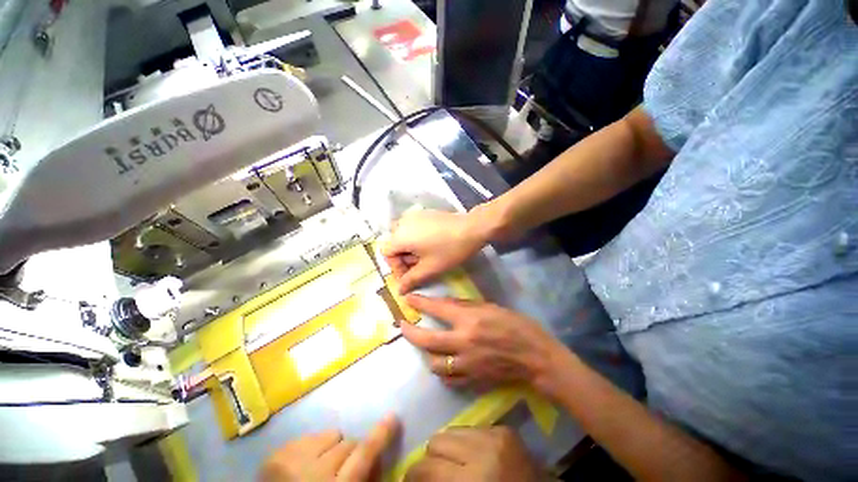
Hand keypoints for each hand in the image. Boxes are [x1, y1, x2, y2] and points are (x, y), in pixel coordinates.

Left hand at [259, 414, 398, 481]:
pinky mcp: (278, 454)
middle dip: (351, 454)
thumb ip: (362, 479)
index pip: (364, 454)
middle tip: (342, 471)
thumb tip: (376, 462)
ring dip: (330, 448)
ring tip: (319, 467)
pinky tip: (303, 465)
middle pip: (349, 444)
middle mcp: (314, 471)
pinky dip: (312, 447)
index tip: (393, 416)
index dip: (380, 435)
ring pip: (331, 435)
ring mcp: (293, 460)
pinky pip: (310, 436)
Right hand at [380, 209, 491, 293]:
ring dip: (409, 248)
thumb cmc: (449, 250)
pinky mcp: (424, 213)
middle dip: (403, 258)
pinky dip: (416, 238)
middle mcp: (403, 222)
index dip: (396, 267)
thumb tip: (399, 290)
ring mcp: (414, 215)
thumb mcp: (430, 268)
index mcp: (401, 236)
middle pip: (394, 244)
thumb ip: (411, 280)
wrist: (472, 228)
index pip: (387, 253)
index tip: (410, 276)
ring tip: (425, 256)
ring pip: (403, 235)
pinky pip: (412, 227)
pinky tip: (430, 244)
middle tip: (418, 267)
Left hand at [400, 295, 562, 389]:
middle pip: (428, 340)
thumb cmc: (516, 325)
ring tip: (426, 345)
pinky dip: (441, 371)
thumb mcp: (490, 306)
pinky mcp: (472, 380)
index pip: (438, 309)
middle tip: (403, 325)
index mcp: (470, 321)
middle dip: (411, 332)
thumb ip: (465, 306)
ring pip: (434, 364)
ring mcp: (466, 365)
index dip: (421, 303)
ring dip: (426, 353)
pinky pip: (448, 379)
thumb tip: (444, 305)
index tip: (409, 299)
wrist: (535, 357)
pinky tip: (442, 364)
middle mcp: (463, 343)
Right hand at [405, 427, 542, 481]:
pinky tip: (472, 456)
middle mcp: (483, 450)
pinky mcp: (505, 430)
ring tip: (453, 462)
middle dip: (431, 459)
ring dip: (448, 447)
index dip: (413, 475)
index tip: (410, 480)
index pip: (427, 467)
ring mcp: (496, 435)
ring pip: (452, 429)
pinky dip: (466, 442)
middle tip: (433, 473)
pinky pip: (472, 429)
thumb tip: (416, 475)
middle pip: (437, 440)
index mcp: (473, 479)